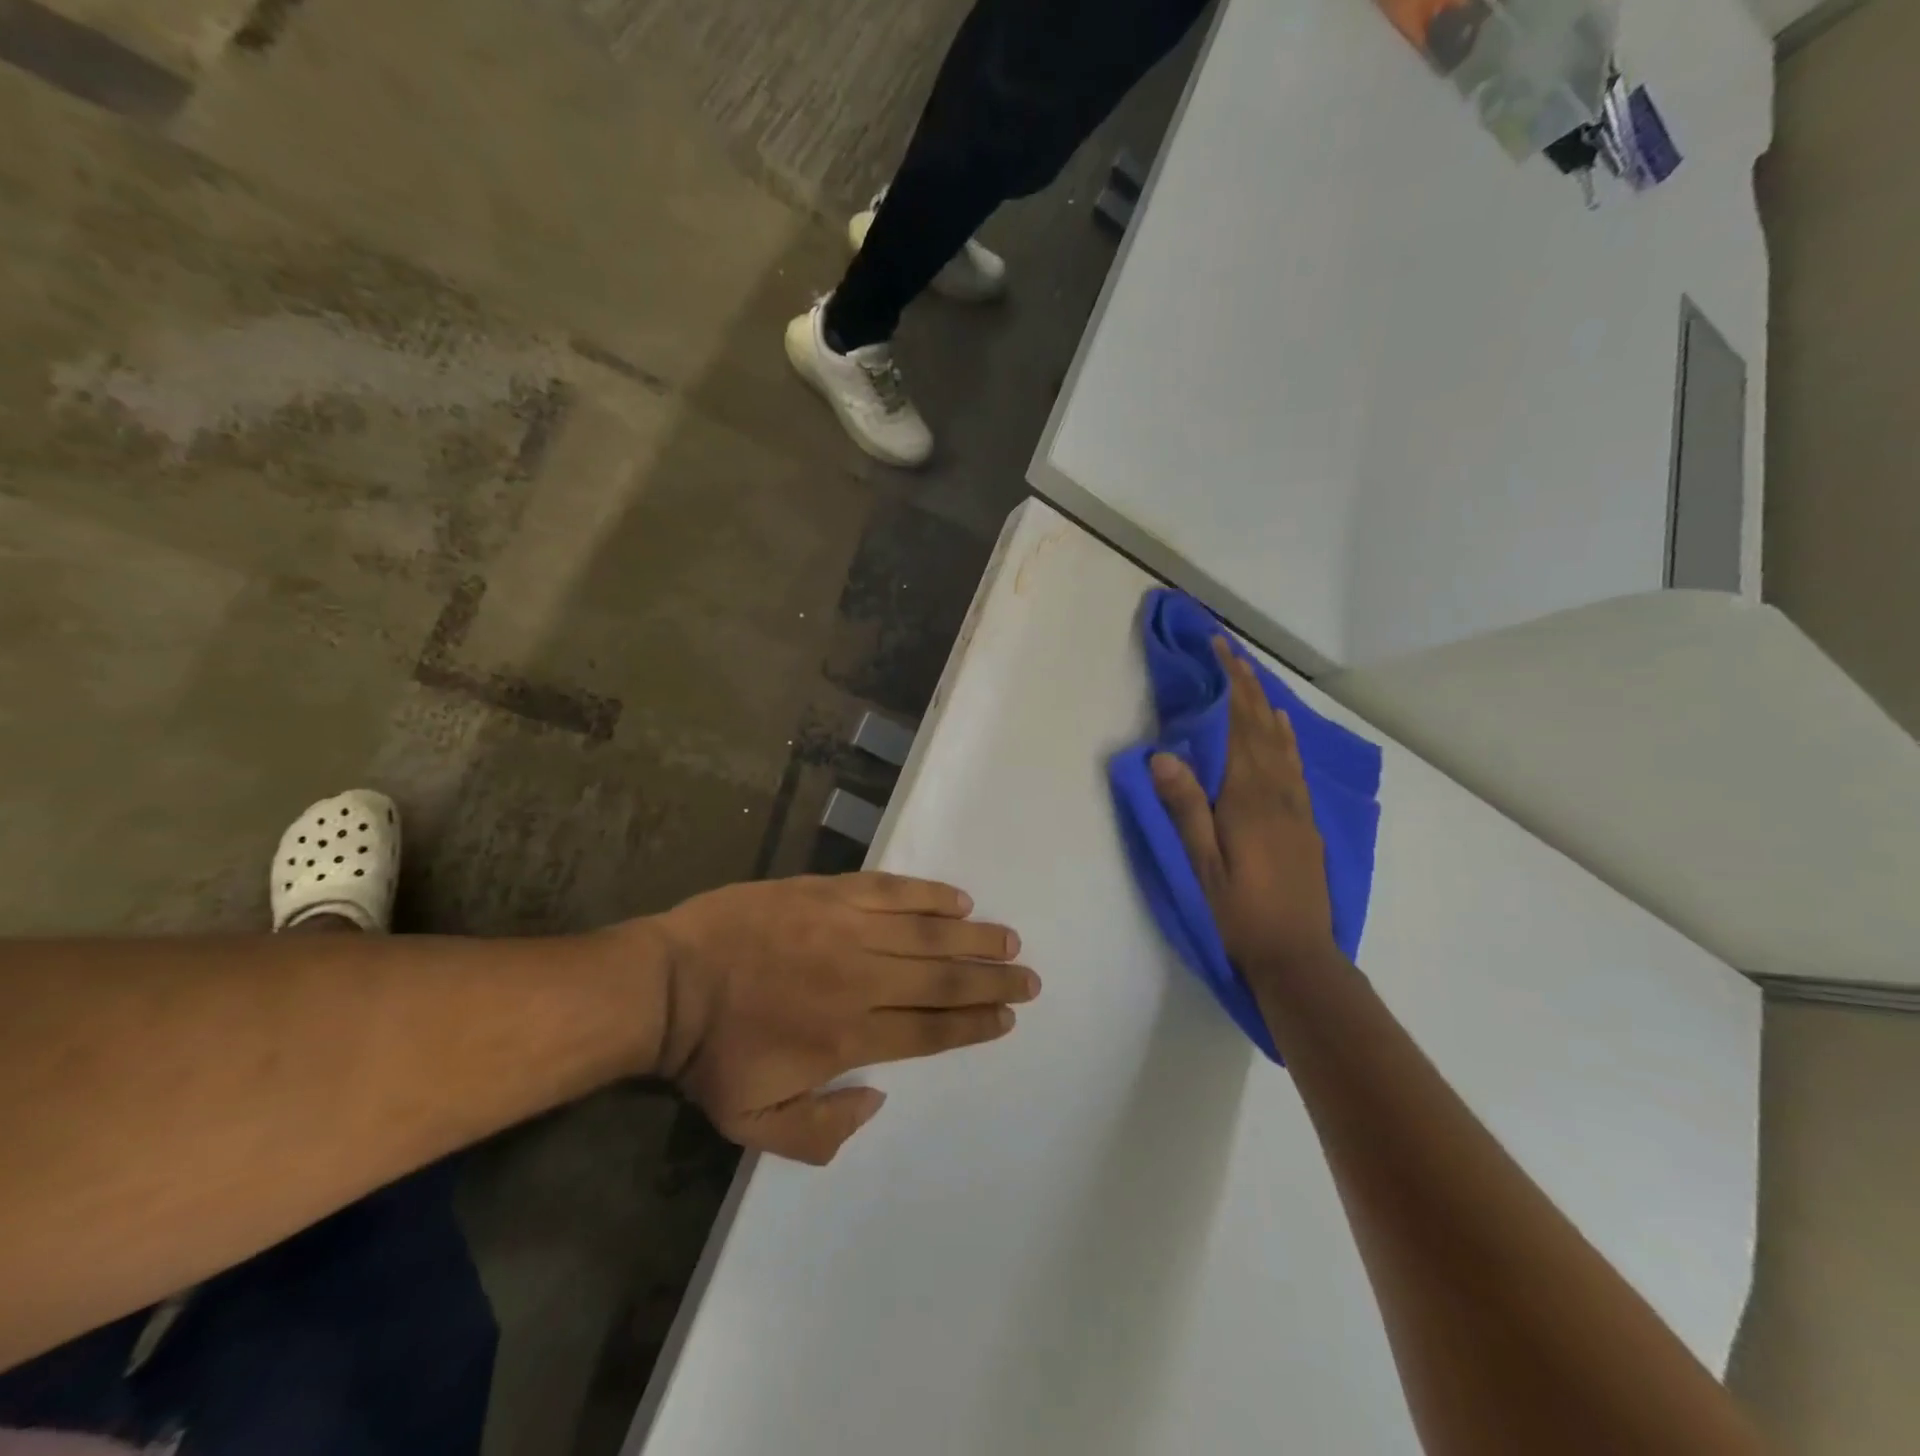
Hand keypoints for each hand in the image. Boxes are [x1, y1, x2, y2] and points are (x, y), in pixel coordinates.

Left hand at [650, 873, 1037, 1163]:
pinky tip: (958, 900)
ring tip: (1009, 941)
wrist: (667, 983)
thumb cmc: (710, 1056)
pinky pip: (890, 892)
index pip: (930, 1031)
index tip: (1007, 1018)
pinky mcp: (828, 893)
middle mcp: (860, 981)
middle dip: (992, 982)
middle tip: (1029, 978)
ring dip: (973, 940)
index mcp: (848, 1038)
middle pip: (941, 981)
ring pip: (926, 934)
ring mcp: (846, 930)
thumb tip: (879, 1099)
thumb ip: (822, 1132)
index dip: (974, 1024)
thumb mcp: (755, 1125)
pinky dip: (928, 895)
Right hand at [1150, 637, 1339, 985]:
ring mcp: (1297, 807)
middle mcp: (1278, 792)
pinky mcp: (1305, 823)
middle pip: (1263, 727)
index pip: (1240, 727)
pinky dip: (1286, 737)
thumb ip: (1185, 808)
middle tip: (1231, 651)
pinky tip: (1282, 730)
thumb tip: (1163, 754)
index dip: (1233, 685)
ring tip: (1252, 678)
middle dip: (1247, 685)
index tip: (1221, 649)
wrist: (1298, 955)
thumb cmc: (1241, 912)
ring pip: (1283, 743)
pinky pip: (1295, 765)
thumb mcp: (1203, 864)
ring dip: (1265, 705)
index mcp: (1249, 798)